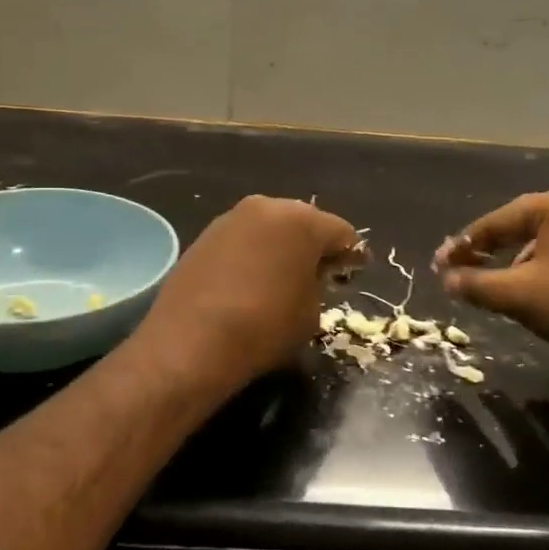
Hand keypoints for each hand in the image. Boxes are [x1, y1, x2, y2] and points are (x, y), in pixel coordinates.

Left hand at [136, 196, 361, 393]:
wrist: (191, 342)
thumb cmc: (264, 326)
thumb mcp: (311, 311)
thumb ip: (319, 284)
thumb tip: (311, 274)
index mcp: (301, 220)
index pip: (341, 232)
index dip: (353, 254)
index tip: (357, 270)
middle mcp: (266, 207)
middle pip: (303, 222)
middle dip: (315, 245)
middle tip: (323, 271)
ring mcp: (230, 219)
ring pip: (269, 228)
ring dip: (281, 247)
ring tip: (285, 275)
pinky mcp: (204, 236)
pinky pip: (243, 240)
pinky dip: (254, 254)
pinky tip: (253, 279)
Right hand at [435, 186, 548, 359]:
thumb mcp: (518, 296)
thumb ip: (476, 285)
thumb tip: (447, 281)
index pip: (497, 222)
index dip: (464, 245)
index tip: (440, 265)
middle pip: (526, 226)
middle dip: (495, 250)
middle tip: (470, 271)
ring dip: (525, 259)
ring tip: (509, 285)